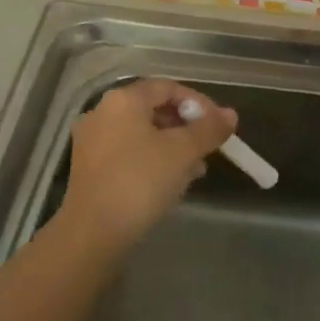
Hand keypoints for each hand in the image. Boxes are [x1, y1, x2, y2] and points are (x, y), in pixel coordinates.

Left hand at [55, 79, 235, 248]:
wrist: (93, 233)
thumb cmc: (140, 182)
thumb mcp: (183, 152)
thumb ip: (209, 129)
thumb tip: (230, 114)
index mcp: (123, 100)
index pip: (168, 87)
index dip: (198, 102)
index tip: (219, 125)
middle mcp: (102, 112)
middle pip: (153, 109)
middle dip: (186, 126)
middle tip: (209, 147)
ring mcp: (92, 141)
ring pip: (142, 133)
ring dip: (172, 145)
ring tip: (196, 169)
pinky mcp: (89, 167)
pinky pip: (128, 152)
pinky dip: (152, 159)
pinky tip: (171, 182)